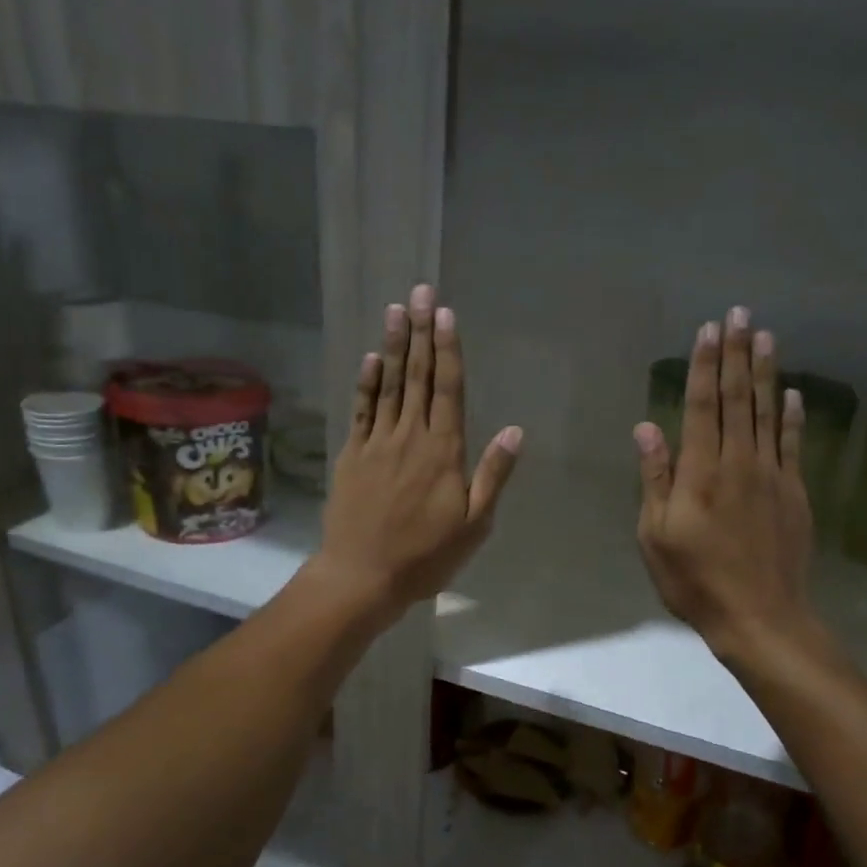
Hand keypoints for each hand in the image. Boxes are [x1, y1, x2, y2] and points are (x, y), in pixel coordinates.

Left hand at [313, 283, 522, 623]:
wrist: (362, 576)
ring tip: (396, 309)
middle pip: (417, 377)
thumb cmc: (425, 556)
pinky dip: (365, 383)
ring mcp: (377, 443)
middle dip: (420, 332)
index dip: (447, 349)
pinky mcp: (352, 455)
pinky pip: (361, 410)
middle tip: (420, 291)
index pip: (448, 389)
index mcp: (444, 452)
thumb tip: (514, 430)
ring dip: (394, 346)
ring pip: (388, 386)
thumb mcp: (474, 525)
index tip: (444, 314)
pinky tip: (370, 358)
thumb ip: (493, 475)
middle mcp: (410, 437)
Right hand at [634, 308, 815, 662]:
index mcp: (701, 472)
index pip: (703, 406)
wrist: (760, 617)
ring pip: (769, 413)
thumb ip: (655, 478)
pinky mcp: (795, 493)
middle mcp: (740, 462)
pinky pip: (794, 444)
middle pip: (739, 399)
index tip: (709, 330)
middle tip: (740, 314)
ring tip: (766, 336)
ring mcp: (773, 476)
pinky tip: (794, 394)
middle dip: (737, 354)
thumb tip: (647, 427)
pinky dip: (794, 417)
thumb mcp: (656, 535)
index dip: (705, 366)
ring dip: (766, 373)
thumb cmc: (695, 579)